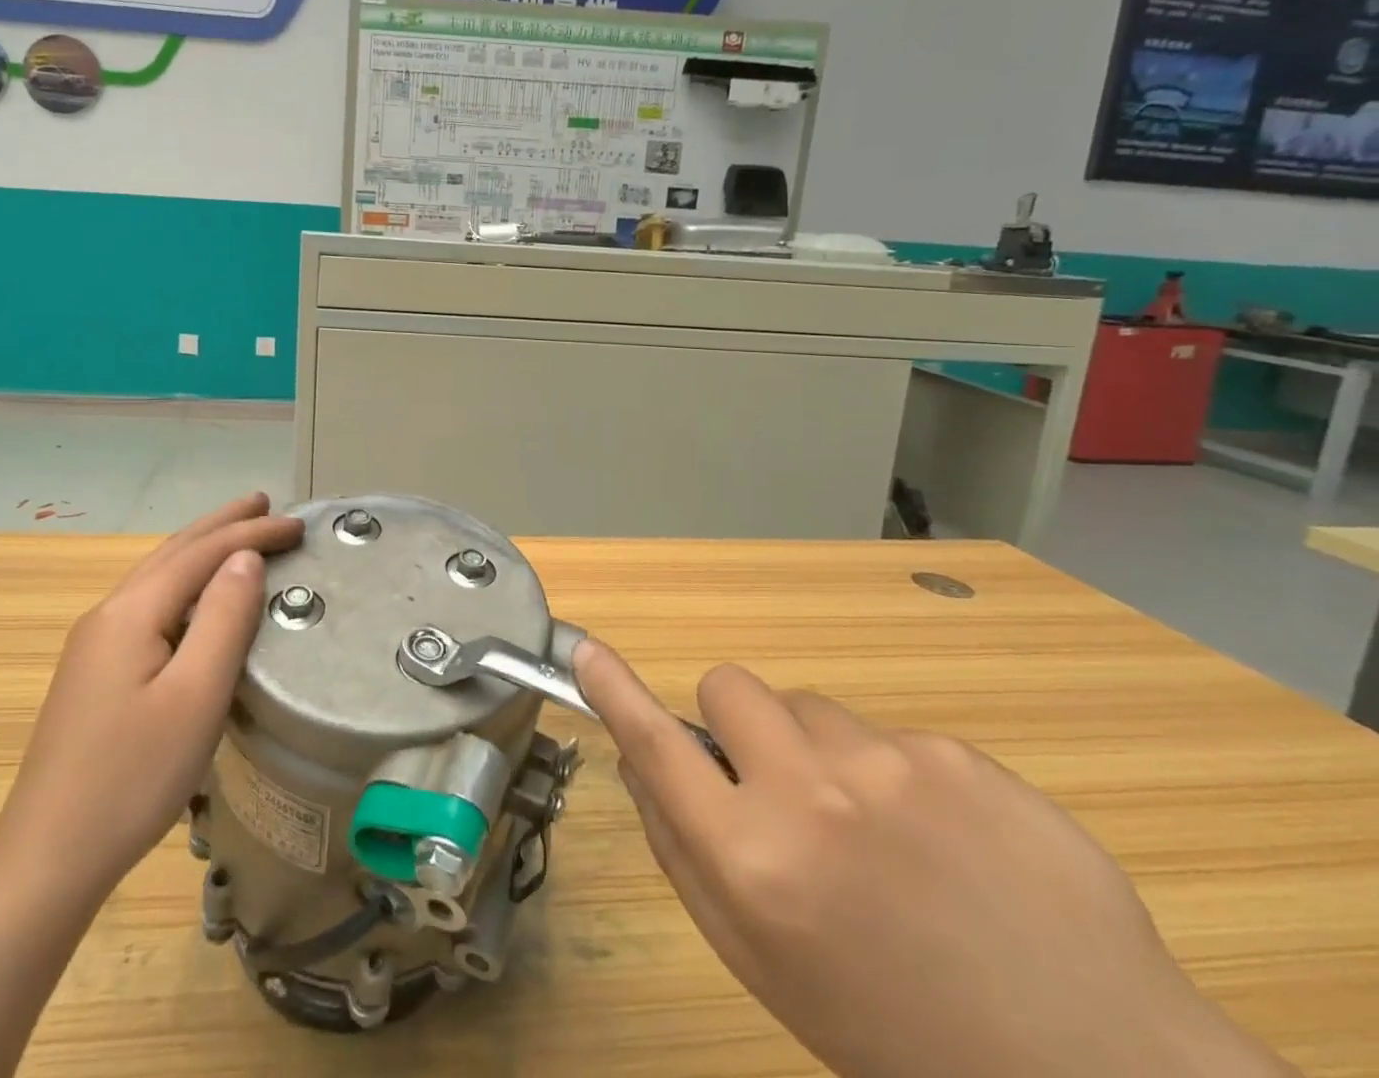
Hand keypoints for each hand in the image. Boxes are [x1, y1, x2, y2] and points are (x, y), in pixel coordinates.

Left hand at [0, 493, 303, 910]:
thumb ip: (223, 618)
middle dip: (223, 524)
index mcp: (131, 612)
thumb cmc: (132, 778)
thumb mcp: (195, 696)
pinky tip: (196, 594)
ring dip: (202, 548)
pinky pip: (150, 603)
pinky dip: (185, 580)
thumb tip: (246, 557)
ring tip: (238, 533)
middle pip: (174, 551)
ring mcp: (95, 644)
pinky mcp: (94, 672)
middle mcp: (108, 614)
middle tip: (265, 502)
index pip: (202, 552)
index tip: (299, 524)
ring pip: (158, 575)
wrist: (46, 860)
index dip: (252, 532)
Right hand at [574, 641, 1296, 1077]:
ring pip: (811, 708)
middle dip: (737, 725)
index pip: (658, 748)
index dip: (615, 693)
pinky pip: (890, 736)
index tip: (586, 650)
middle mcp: (812, 796)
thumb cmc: (895, 1032)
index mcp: (756, 863)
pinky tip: (951, 848)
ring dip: (820, 752)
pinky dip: (898, 776)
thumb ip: (687, 855)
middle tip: (775, 785)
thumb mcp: (765, 964)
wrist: (1099, 1073)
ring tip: (880, 834)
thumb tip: (643, 763)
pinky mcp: (959, 755)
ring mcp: (893, 765)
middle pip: (730, 688)